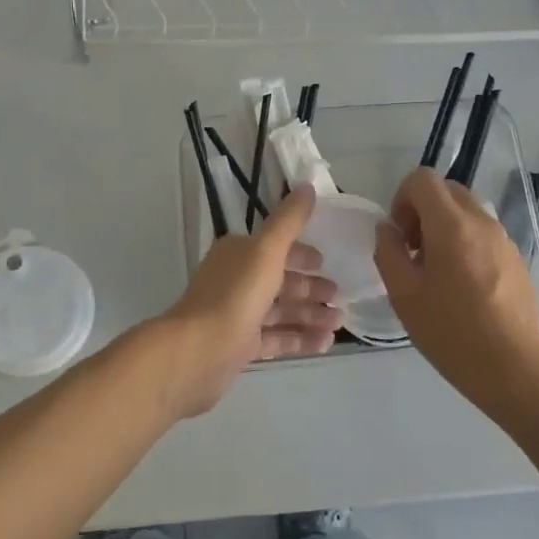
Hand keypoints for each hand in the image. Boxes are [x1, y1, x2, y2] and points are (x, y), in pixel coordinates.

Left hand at [159, 185, 341, 417]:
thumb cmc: (235, 295)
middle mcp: (236, 280)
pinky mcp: (240, 346)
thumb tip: (307, 186)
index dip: (301, 254)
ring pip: (280, 311)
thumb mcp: (267, 250)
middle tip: (340, 298)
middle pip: (280, 280)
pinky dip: (299, 339)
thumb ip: (289, 220)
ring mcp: (237, 315)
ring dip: (310, 315)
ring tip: (338, 323)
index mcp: (238, 253)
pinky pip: (276, 339)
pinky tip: (325, 344)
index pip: (275, 248)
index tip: (326, 263)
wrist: (198, 352)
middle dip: (311, 288)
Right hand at [374, 168, 538, 416]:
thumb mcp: (404, 295)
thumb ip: (388, 252)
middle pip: (446, 190)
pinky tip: (461, 286)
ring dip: (443, 227)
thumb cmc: (452, 333)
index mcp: (451, 225)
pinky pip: (482, 233)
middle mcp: (481, 221)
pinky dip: (464, 242)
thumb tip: (387, 229)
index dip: (401, 198)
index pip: (422, 179)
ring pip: (465, 211)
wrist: (515, 369)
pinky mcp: (515, 258)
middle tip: (412, 251)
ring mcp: (503, 239)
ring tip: (435, 272)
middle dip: (422, 210)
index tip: (399, 235)